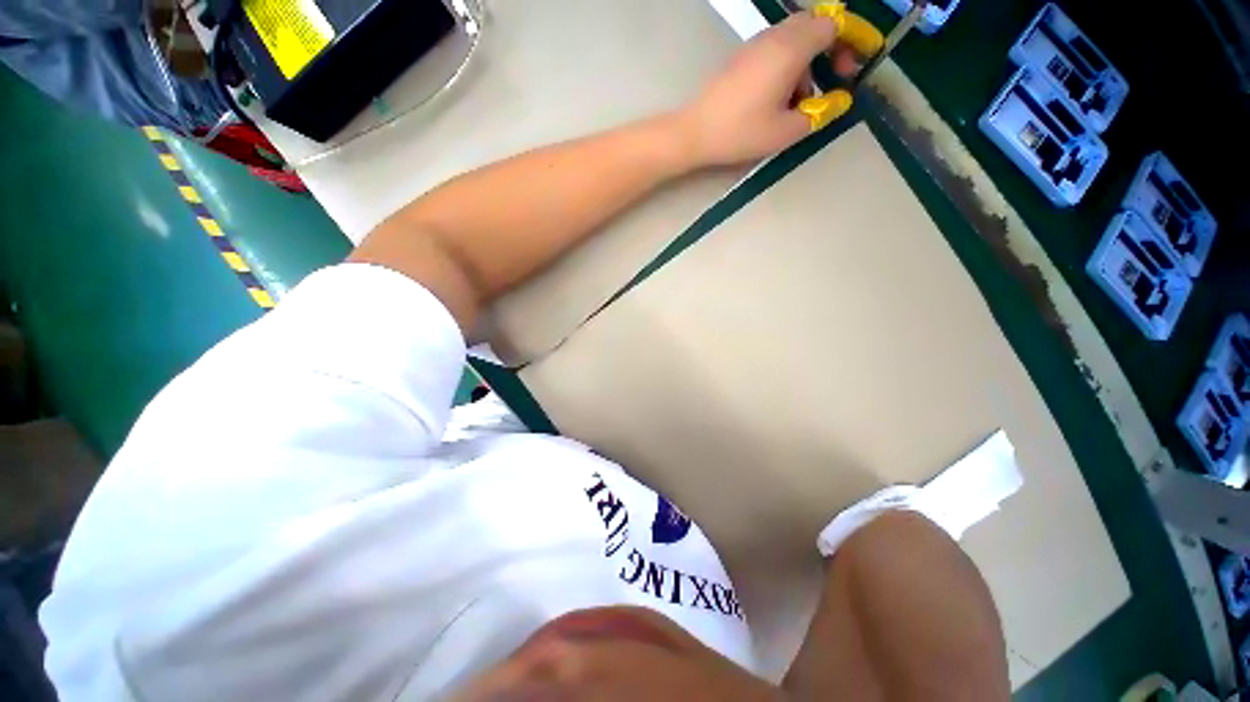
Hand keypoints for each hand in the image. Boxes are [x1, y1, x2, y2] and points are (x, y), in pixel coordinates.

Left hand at [675, 13, 860, 167]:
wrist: (695, 132)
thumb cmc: (740, 132)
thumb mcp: (785, 131)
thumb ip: (819, 114)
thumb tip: (839, 100)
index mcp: (791, 48)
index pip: (833, 24)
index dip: (852, 39)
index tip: (858, 62)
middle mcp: (774, 36)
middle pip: (815, 26)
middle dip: (832, 48)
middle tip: (836, 77)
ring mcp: (755, 45)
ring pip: (794, 39)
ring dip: (808, 62)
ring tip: (801, 100)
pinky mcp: (742, 58)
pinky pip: (775, 51)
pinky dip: (787, 67)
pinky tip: (779, 99)